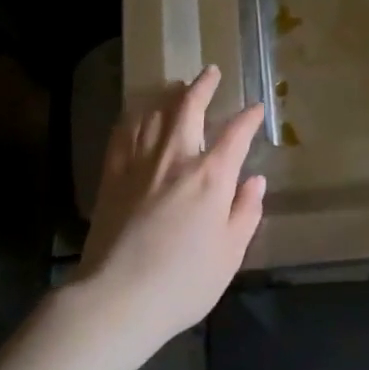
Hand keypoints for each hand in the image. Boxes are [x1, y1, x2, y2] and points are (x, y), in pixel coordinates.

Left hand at [76, 65, 265, 349]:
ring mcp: (139, 164)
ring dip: (169, 96)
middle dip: (203, 86)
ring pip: (154, 114)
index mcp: (211, 177)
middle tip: (210, 72)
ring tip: (177, 87)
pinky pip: (123, 134)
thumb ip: (245, 212)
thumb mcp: (230, 253)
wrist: (117, 297)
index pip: (236, 134)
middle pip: (189, 108)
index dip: (249, 118)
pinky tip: (137, 116)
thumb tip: (254, 180)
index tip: (256, 109)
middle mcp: (176, 158)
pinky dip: (134, 118)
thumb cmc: (184, 281)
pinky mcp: (112, 176)